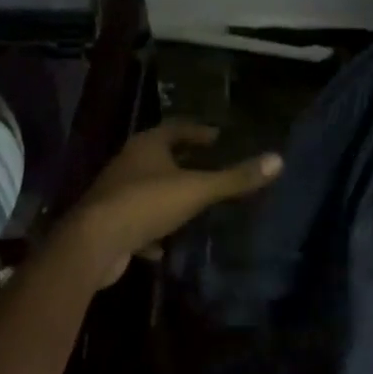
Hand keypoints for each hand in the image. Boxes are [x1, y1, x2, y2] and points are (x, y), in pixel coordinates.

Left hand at [54, 122, 282, 285]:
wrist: (93, 243)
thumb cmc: (147, 204)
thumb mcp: (198, 189)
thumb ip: (235, 178)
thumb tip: (278, 159)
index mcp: (147, 146)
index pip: (177, 128)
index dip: (198, 131)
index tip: (218, 136)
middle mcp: (128, 163)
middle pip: (160, 156)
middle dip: (183, 160)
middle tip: (209, 164)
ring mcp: (115, 193)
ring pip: (147, 188)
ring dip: (168, 194)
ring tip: (192, 202)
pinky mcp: (109, 223)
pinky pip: (136, 221)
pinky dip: (152, 229)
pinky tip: (165, 245)